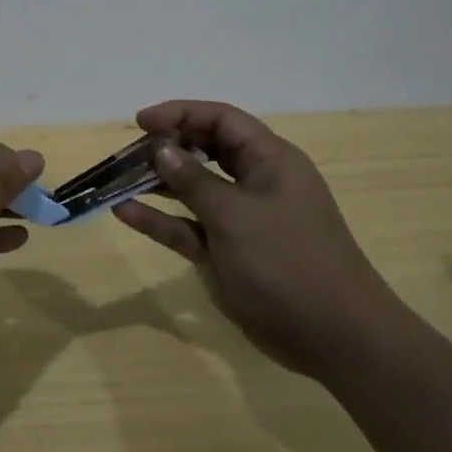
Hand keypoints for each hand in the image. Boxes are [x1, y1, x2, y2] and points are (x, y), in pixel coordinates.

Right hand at [113, 100, 393, 372]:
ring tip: (118, 179)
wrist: (334, 336)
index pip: (221, 121)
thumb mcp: (235, 215)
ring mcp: (242, 220)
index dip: (181, 114)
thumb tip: (162, 149)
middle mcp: (256, 182)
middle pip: (205, 151)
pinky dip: (161, 220)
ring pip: (193, 190)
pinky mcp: (229, 253)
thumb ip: (194, 181)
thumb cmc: (287, 262)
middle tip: (127, 153)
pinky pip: (189, 227)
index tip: (140, 122)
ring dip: (158, 184)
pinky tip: (126, 213)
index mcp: (270, 160)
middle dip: (167, 147)